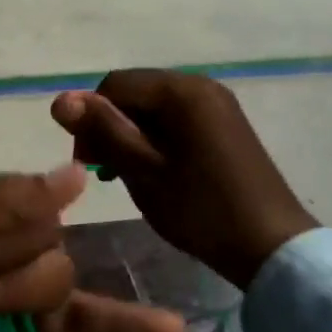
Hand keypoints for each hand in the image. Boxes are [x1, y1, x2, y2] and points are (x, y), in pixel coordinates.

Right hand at [52, 70, 317, 288]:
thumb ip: (103, 131)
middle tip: (105, 172)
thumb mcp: (143, 171)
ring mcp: (216, 104)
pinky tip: (154, 171)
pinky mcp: (224, 124)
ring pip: (152, 107)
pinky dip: (155, 139)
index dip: (90, 119)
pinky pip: (175, 119)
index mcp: (180, 91)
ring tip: (127, 175)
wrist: (271, 246)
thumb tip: (60, 99)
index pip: (113, 85)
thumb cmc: (200, 209)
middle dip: (111, 126)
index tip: (88, 163)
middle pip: (134, 92)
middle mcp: (200, 85)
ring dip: (131, 135)